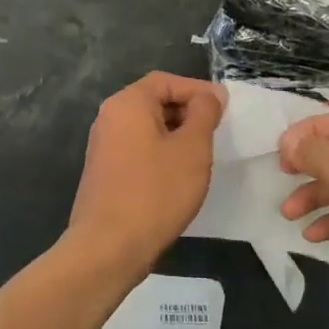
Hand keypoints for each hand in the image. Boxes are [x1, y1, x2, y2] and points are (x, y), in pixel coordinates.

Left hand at [66, 72, 224, 276]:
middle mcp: (110, 118)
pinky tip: (178, 176)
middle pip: (154, 101)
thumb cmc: (156, 191)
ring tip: (202, 155)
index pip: (166, 81)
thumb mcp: (192, 148)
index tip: (225, 109)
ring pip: (147, 128)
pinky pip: (138, 149)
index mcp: (128, 103)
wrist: (109, 247)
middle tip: (217, 133)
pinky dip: (161, 153)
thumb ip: (204, 113)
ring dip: (176, 135)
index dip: (198, 90)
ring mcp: (103, 146)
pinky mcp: (105, 172)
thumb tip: (210, 95)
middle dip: (188, 112)